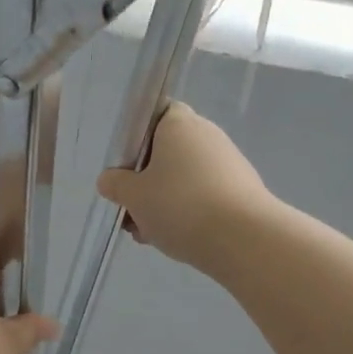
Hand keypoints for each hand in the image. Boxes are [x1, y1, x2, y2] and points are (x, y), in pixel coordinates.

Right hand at [97, 102, 272, 273]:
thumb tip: (109, 179)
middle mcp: (207, 136)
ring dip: (162, 202)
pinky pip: (203, 196)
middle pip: (167, 152)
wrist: (243, 239)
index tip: (125, 166)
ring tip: (148, 233)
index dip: (137, 137)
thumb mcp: (133, 197)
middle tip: (130, 208)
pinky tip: (174, 239)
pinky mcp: (241, 191)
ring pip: (183, 178)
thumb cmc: (180, 205)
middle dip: (146, 181)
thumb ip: (116, 184)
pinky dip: (187, 213)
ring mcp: (228, 164)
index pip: (157, 114)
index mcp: (179, 124)